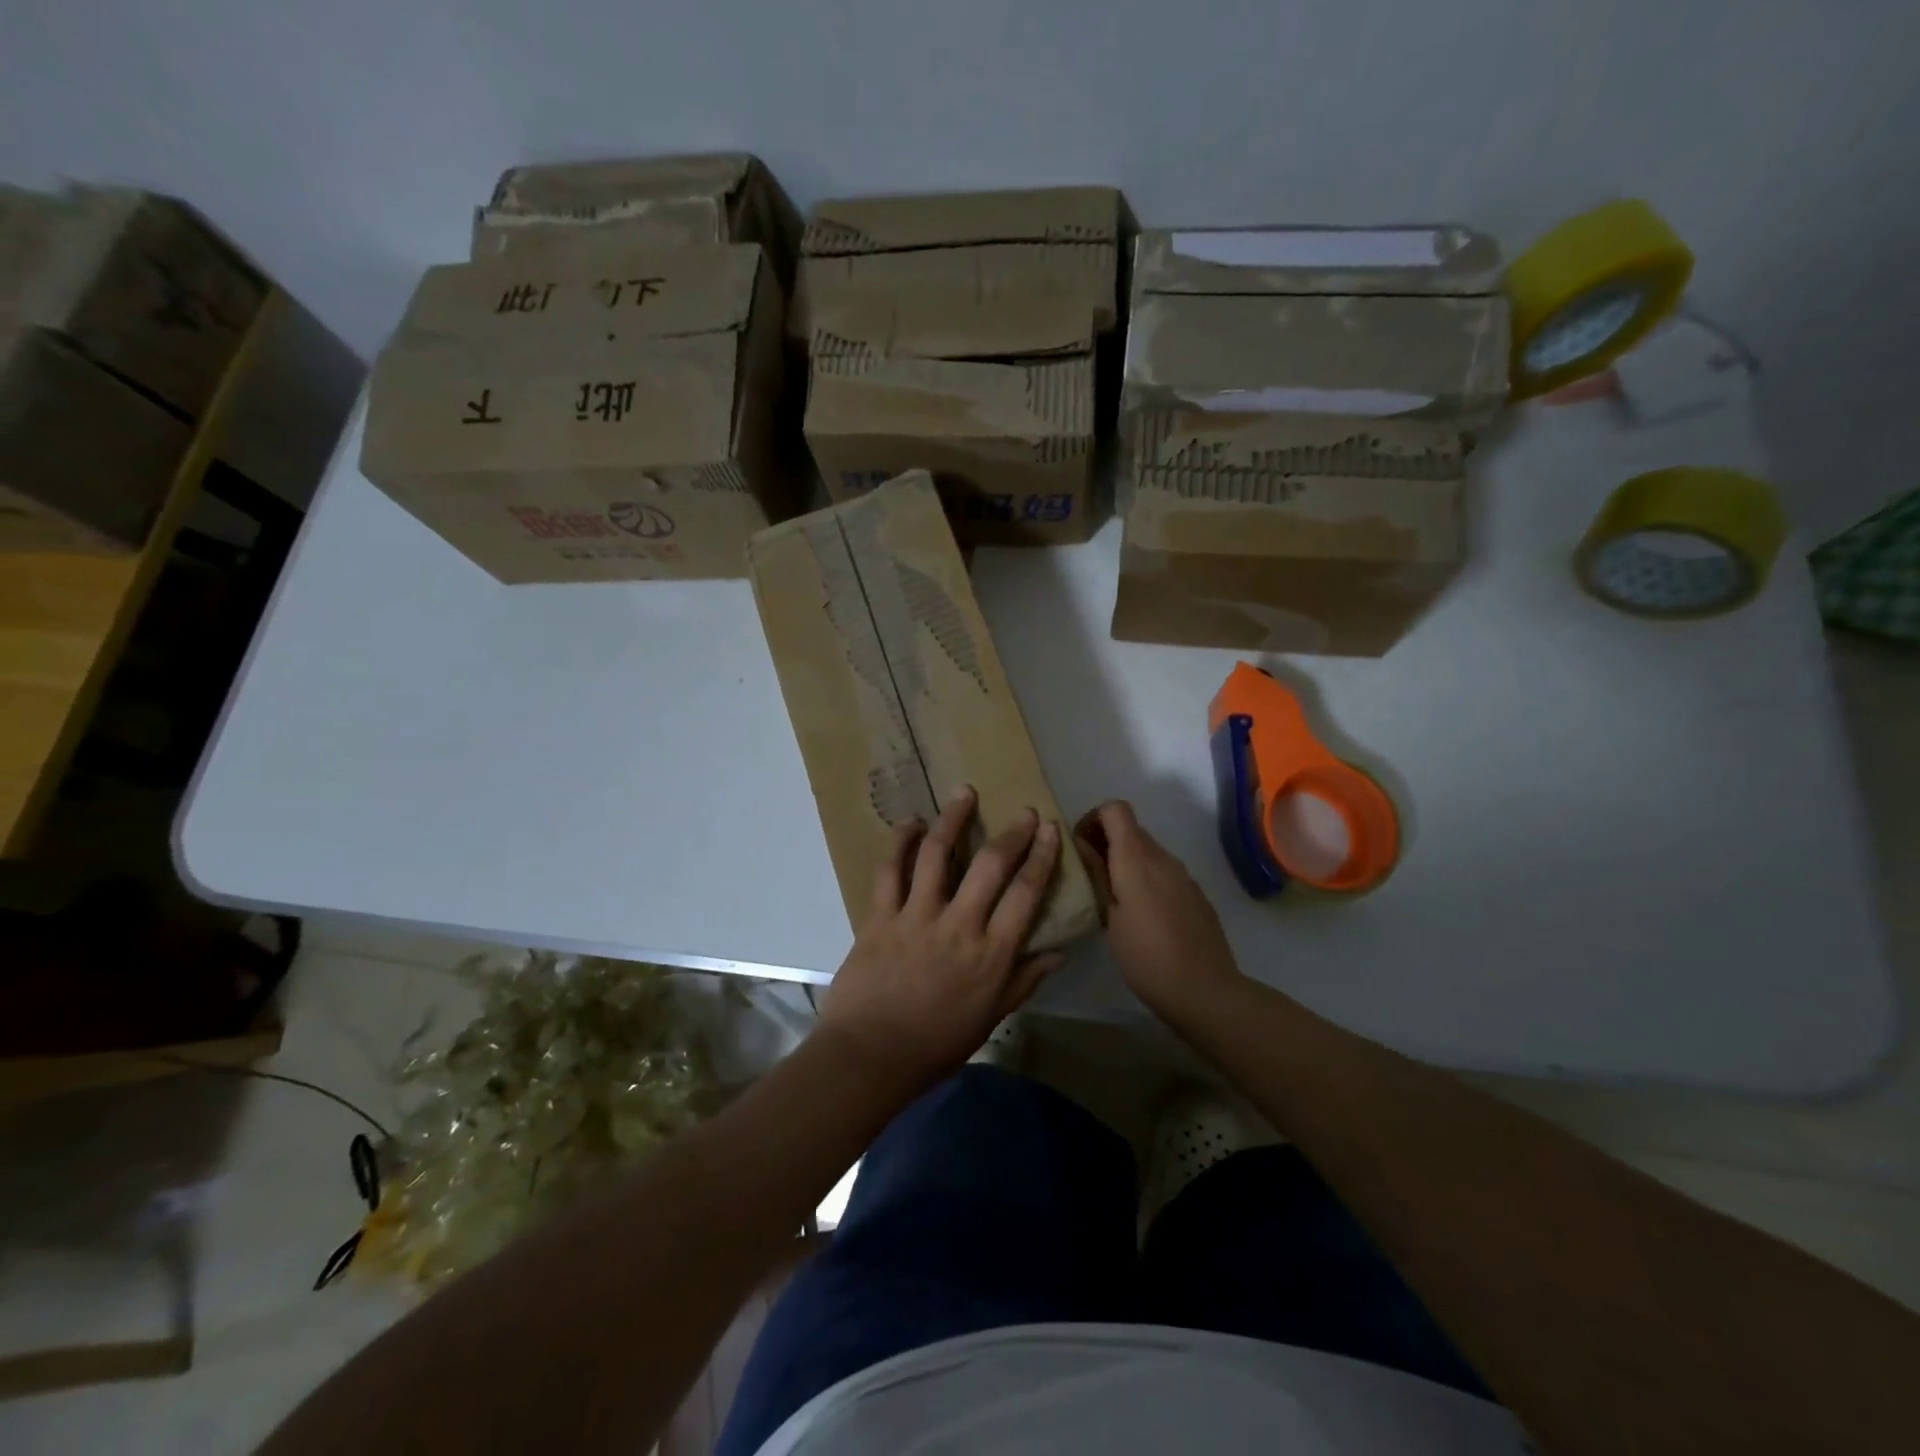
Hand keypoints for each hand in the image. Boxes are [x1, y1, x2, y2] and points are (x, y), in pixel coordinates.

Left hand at [817, 787, 1062, 1096]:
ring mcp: (916, 916)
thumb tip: (1057, 951)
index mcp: (990, 954)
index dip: (1040, 857)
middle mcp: (958, 926)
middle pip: (990, 866)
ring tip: (964, 793)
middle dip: (1011, 833)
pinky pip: (889, 870)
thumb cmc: (935, 1045)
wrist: (869, 1056)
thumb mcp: (989, 1017)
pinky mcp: (880, 916)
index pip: (1025, 895)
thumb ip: (1023, 981)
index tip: (1048, 830)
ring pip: (936, 854)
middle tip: (1022, 810)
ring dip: (953, 819)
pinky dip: (899, 842)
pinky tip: (911, 823)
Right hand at [1075, 800, 1243, 1022]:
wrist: (1205, 991)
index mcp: (1136, 859)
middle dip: (1105, 841)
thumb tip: (1082, 846)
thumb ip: (1097, 876)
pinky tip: (1141, 915)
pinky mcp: (1195, 894)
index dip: (1092, 818)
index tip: (1080, 846)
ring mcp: (1183, 875)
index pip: (1115, 809)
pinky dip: (1146, 878)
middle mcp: (1162, 857)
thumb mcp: (1109, 918)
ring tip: (1112, 897)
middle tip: (1089, 875)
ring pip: (1148, 851)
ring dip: (1126, 861)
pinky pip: (1164, 872)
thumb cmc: (1146, 957)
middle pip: (1131, 829)